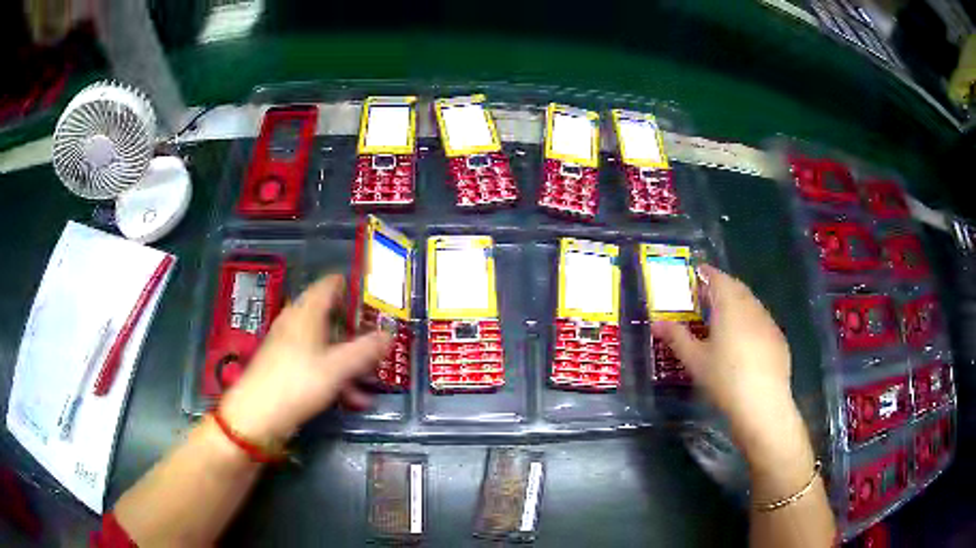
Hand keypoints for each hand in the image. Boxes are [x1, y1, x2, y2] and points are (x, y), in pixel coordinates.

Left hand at [220, 275, 391, 441]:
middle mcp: (296, 322)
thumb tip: (389, 334)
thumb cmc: (297, 383)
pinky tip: (351, 397)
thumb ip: (365, 350)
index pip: (330, 284)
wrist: (257, 415)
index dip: (353, 287)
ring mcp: (288, 344)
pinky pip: (316, 361)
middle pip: (331, 316)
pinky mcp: (285, 366)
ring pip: (325, 343)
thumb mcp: (337, 368)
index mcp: (306, 312)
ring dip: (349, 359)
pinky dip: (335, 374)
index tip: (375, 299)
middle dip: (356, 332)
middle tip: (379, 343)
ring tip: (370, 380)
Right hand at [651, 265, 801, 464]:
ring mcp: (768, 323)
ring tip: (725, 316)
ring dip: (738, 303)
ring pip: (751, 304)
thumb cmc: (724, 379)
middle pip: (737, 288)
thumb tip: (657, 323)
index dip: (707, 273)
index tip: (697, 272)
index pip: (718, 279)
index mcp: (729, 306)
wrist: (762, 404)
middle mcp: (751, 307)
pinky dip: (750, 321)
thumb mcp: (695, 360)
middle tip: (707, 295)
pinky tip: (745, 341)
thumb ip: (677, 337)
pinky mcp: (779, 340)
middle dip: (722, 287)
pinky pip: (762, 321)